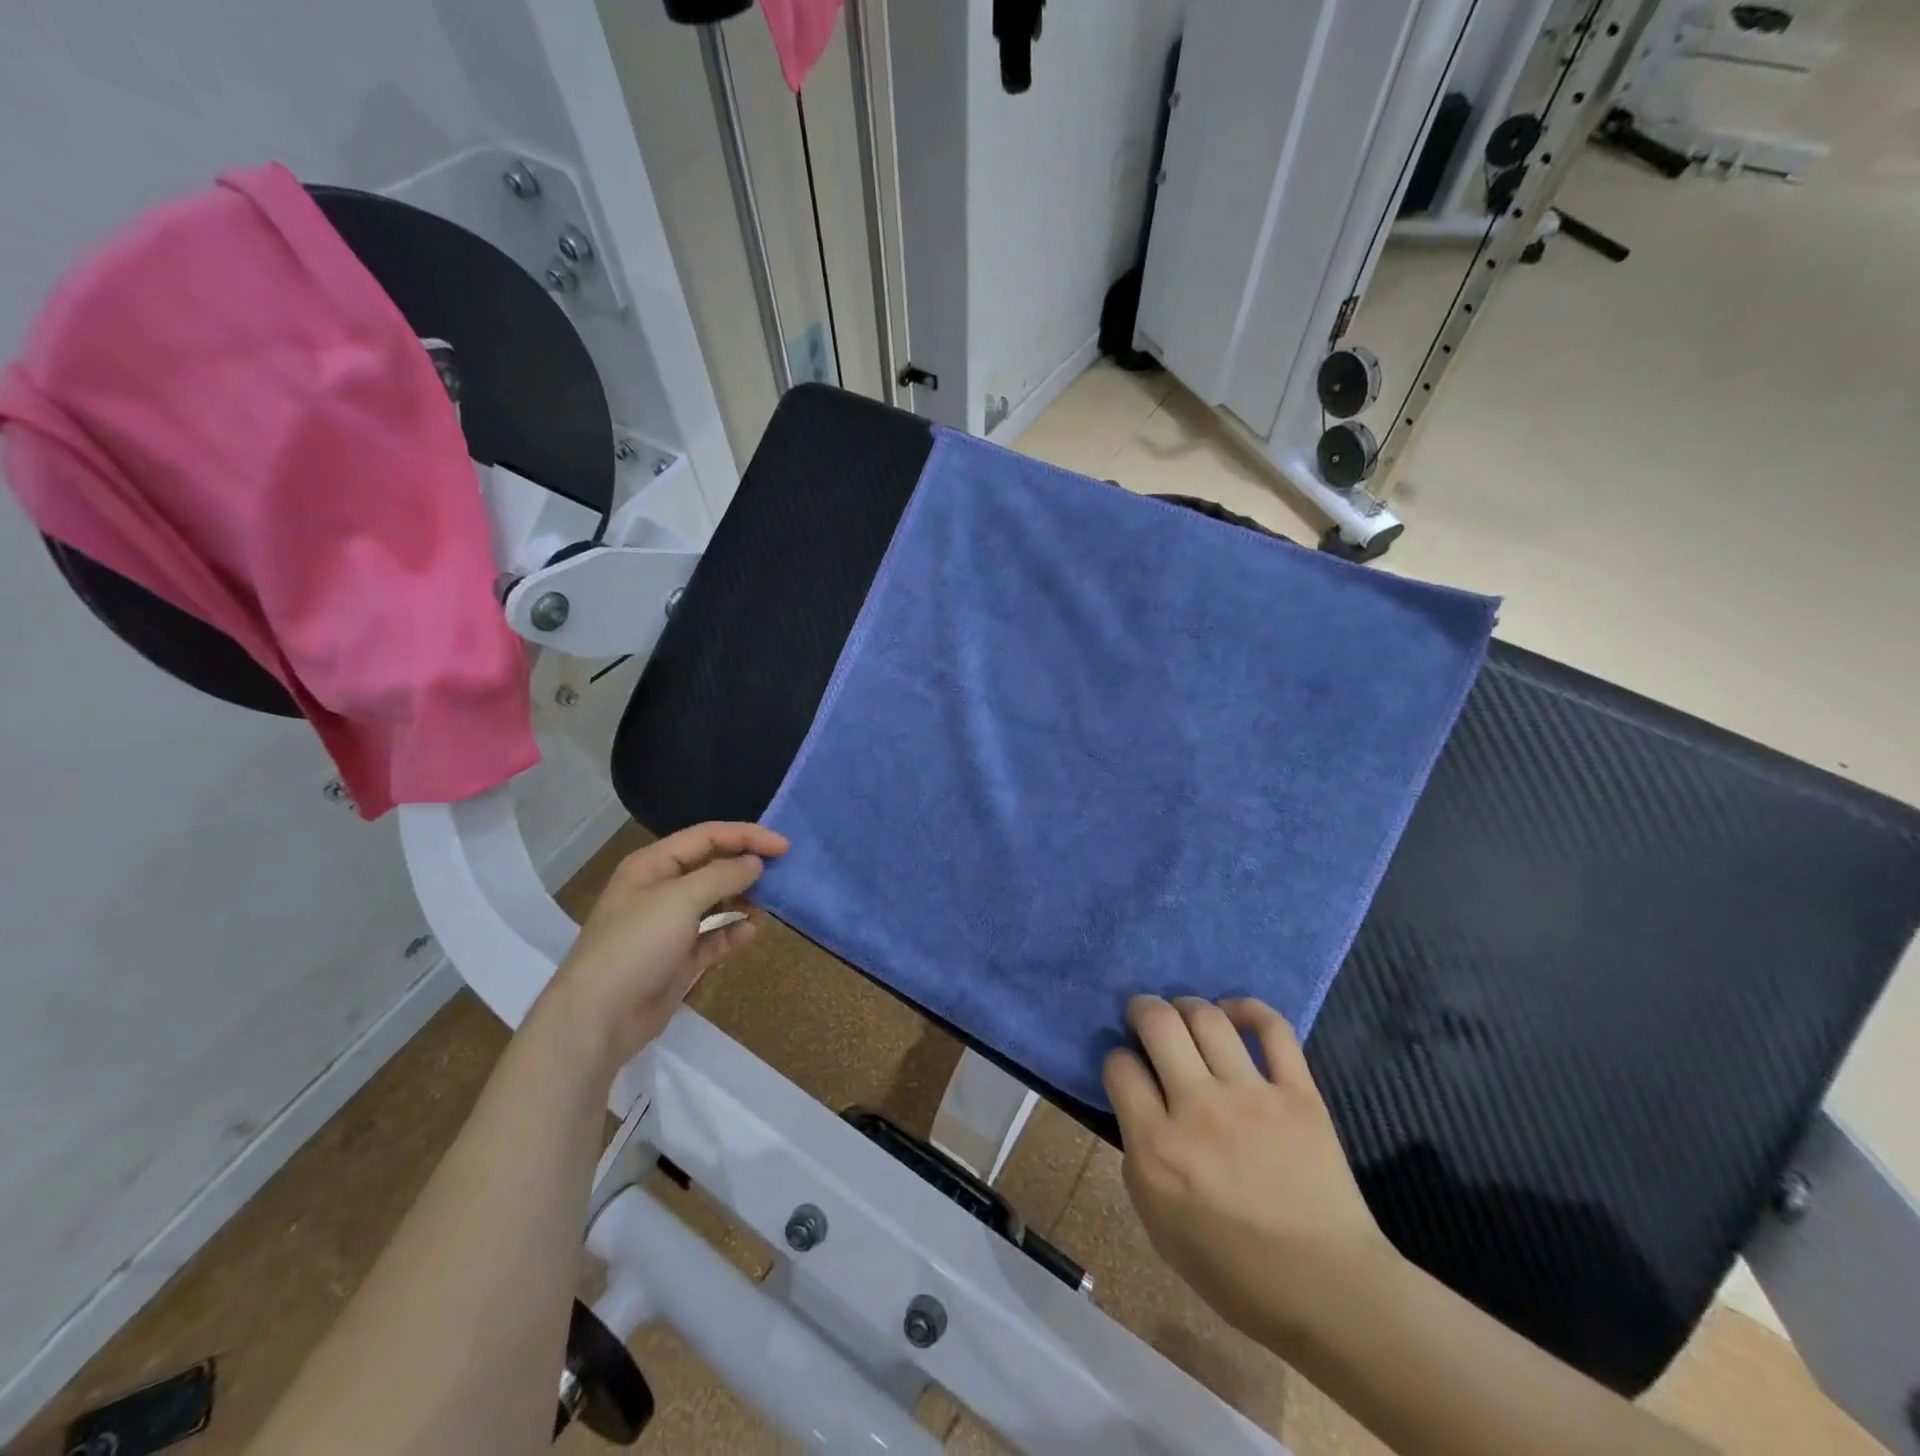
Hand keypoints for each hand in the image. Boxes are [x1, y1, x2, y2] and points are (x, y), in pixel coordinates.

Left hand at [538, 822, 787, 1075]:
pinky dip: (732, 932)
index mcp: (653, 865)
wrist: (599, 1018)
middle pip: (712, 866)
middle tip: (782, 871)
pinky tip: (751, 932)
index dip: (746, 836)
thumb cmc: (636, 944)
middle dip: (745, 865)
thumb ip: (722, 875)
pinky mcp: (678, 959)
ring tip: (771, 900)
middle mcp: (661, 890)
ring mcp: (669, 926)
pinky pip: (713, 937)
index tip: (783, 846)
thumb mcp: (680, 899)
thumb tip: (755, 863)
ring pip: (715, 901)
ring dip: (743, 897)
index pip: (707, 837)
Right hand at [1102, 995, 1396, 1348]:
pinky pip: (1272, 1028)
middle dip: (1142, 1009)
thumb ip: (1139, 1156)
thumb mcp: (1157, 1224)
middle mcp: (1198, 1109)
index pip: (1120, 1067)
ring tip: (1186, 1014)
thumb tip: (1138, 1105)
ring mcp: (1251, 1095)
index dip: (1117, 1059)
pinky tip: (1234, 1013)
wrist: (1327, 1291)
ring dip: (1187, 1005)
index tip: (1127, 1068)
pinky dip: (1249, 1009)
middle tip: (1144, 1017)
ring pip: (1208, 1017)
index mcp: (1158, 1148)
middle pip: (1158, 1023)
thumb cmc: (1233, 1269)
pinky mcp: (1298, 1093)